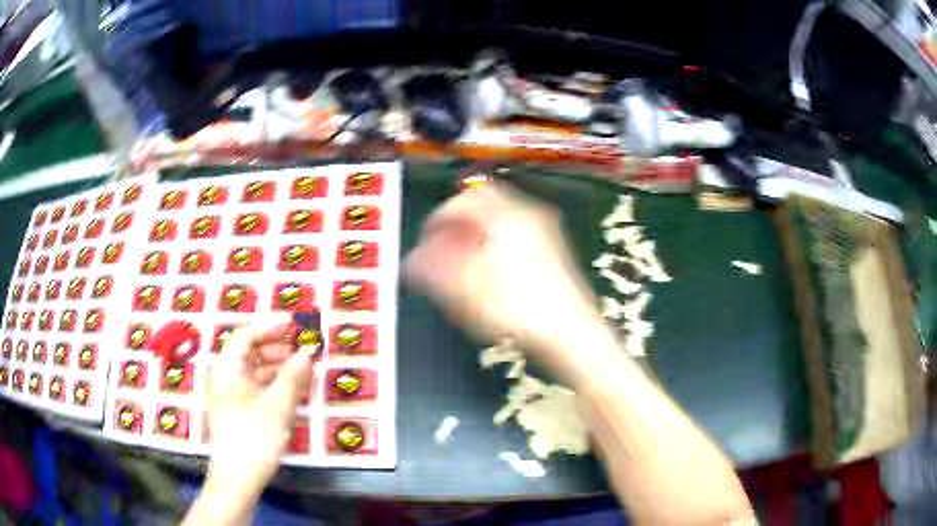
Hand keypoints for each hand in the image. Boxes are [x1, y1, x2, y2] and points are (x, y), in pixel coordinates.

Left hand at [204, 316, 314, 498]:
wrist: (238, 477)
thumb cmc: (254, 437)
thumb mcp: (278, 405)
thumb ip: (293, 376)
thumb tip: (307, 352)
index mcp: (227, 368)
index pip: (246, 336)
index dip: (270, 329)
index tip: (294, 330)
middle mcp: (224, 377)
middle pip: (249, 353)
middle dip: (276, 350)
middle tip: (302, 353)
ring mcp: (229, 396)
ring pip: (253, 373)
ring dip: (277, 369)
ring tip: (302, 374)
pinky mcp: (236, 412)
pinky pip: (254, 389)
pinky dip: (272, 386)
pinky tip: (290, 394)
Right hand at [405, 183, 605, 378]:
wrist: (573, 337)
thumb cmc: (518, 311)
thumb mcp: (467, 292)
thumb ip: (433, 271)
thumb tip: (411, 261)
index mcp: (508, 216)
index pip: (464, 201)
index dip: (437, 220)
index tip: (424, 243)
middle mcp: (529, 216)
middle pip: (484, 205)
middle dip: (457, 226)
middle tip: (441, 250)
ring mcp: (546, 233)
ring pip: (500, 221)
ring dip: (474, 236)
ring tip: (460, 264)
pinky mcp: (553, 253)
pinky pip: (514, 237)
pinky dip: (494, 247)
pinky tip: (488, 273)